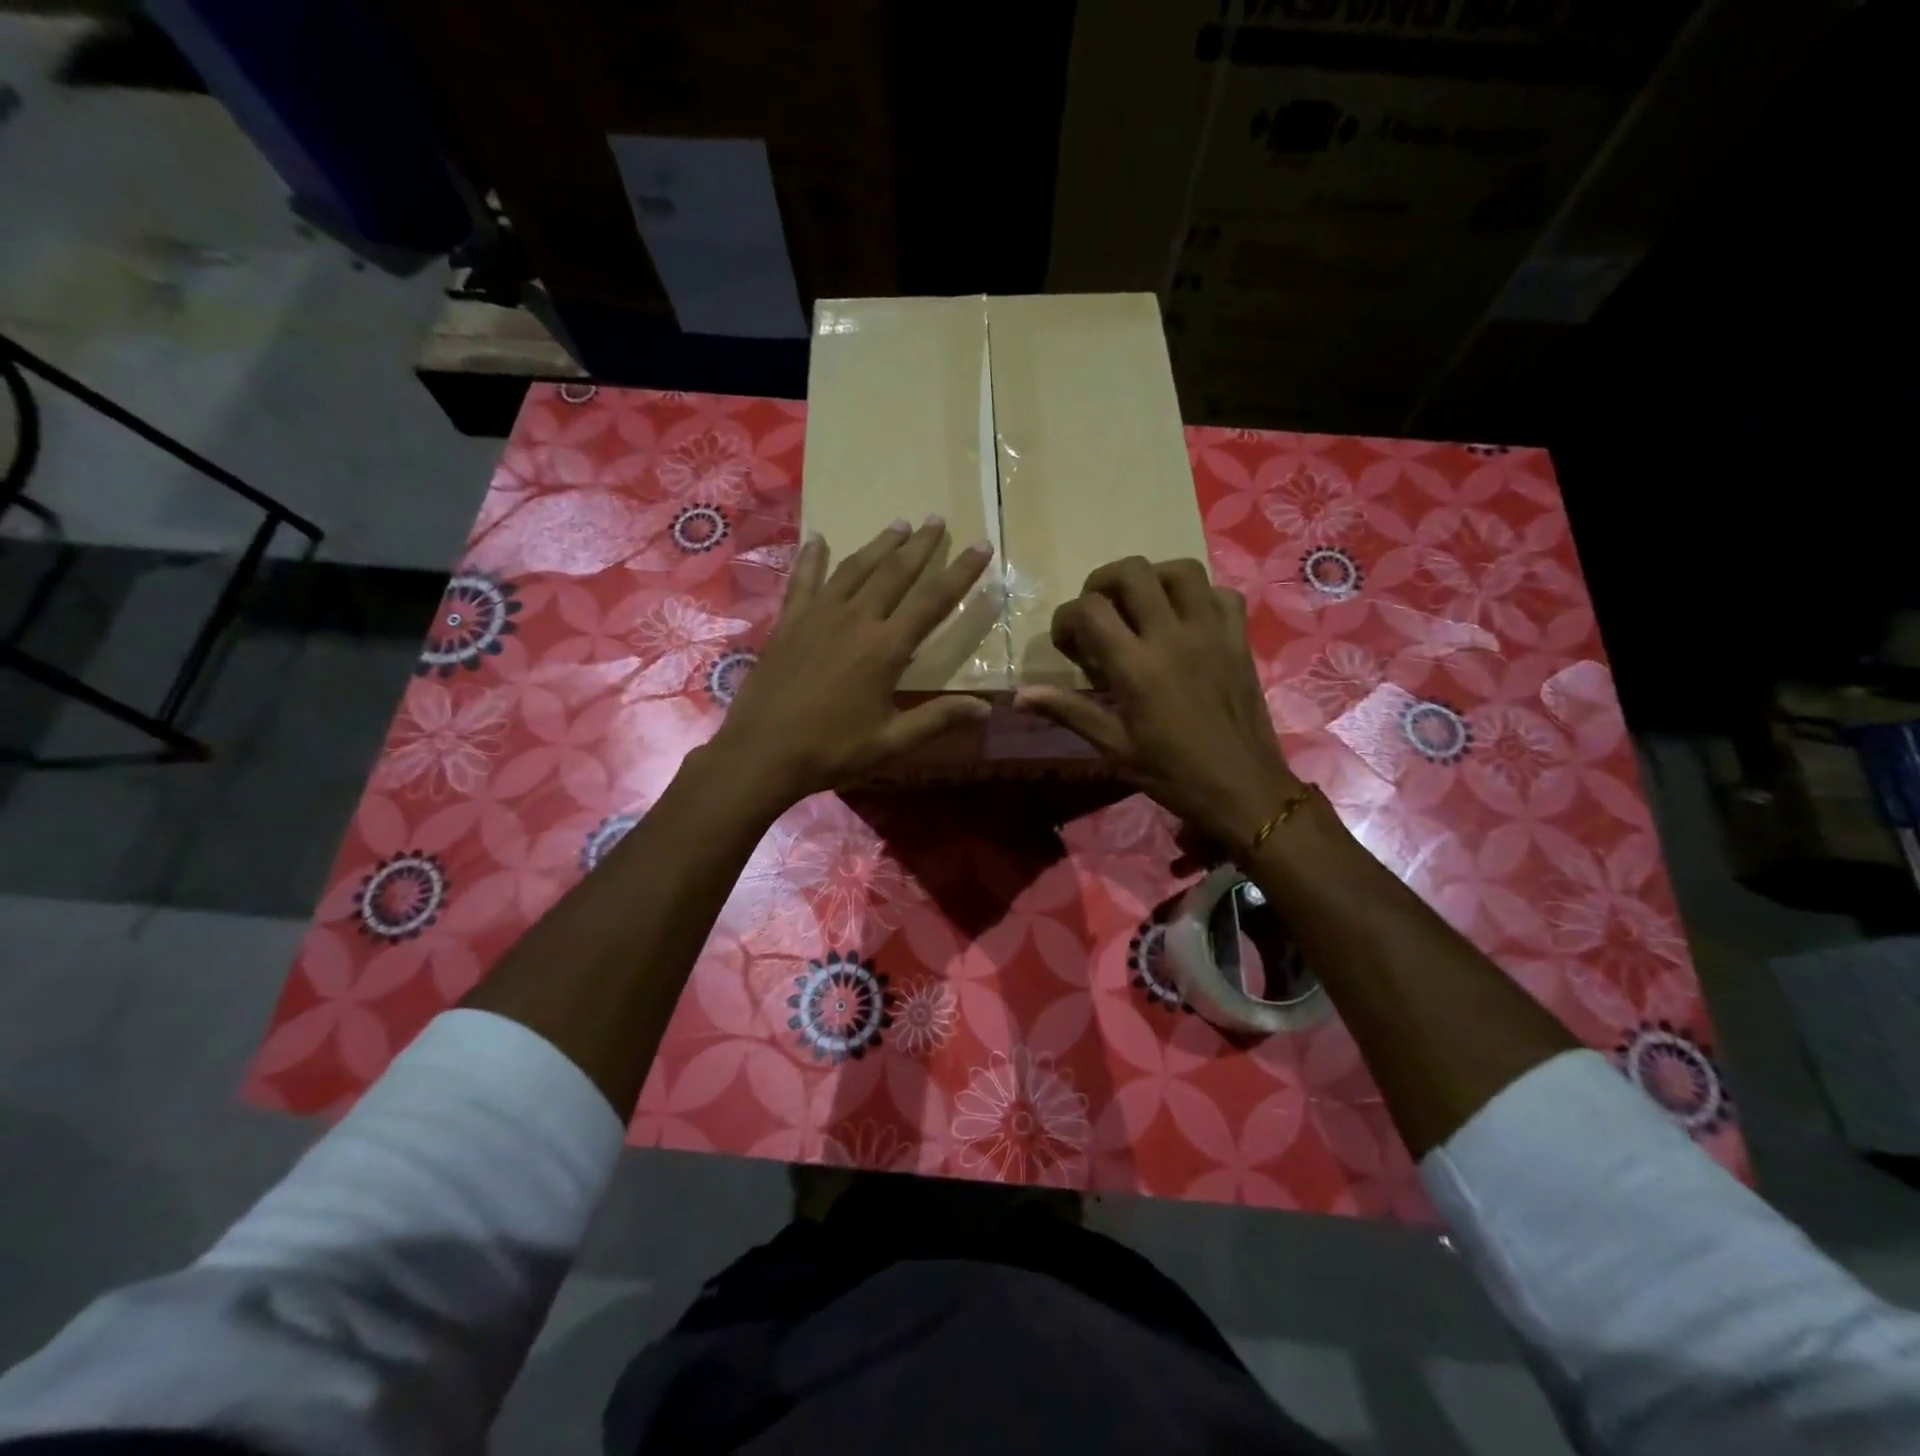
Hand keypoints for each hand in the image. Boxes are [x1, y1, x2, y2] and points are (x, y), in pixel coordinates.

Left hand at [708, 517, 994, 806]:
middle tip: (935, 518)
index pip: (933, 600)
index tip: (981, 545)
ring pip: (855, 568)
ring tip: (898, 523)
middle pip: (895, 572)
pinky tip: (818, 538)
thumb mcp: (891, 742)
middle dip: (920, 544)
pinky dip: (813, 557)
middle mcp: (855, 620)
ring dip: (879, 543)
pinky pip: (804, 580)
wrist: (762, 752)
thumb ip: (938, 719)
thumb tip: (986, 707)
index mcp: (885, 648)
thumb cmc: (831, 750)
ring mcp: (818, 616)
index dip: (961, 572)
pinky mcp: (789, 622)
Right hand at [1014, 557, 1302, 850]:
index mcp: (1136, 665)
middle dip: (1103, 582)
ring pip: (1181, 570)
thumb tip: (1018, 696)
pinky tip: (1187, 619)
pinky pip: (1222, 594)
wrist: (1243, 788)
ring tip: (1141, 604)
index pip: (1089, 610)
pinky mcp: (1239, 639)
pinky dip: (1200, 596)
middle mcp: (1173, 636)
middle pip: (1132, 572)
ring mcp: (1211, 632)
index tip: (1066, 642)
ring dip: (1153, 578)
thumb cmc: (1172, 773)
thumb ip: (1068, 711)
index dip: (1066, 617)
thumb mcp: (1114, 747)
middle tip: (1098, 611)